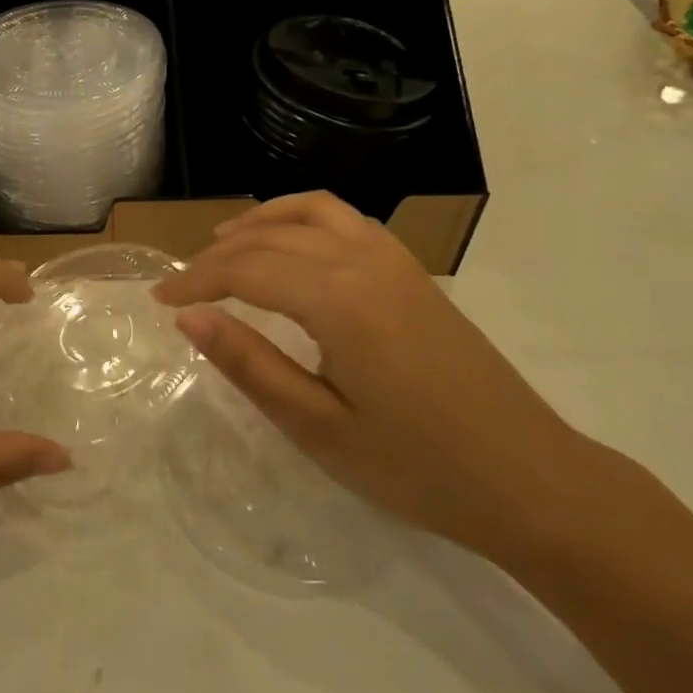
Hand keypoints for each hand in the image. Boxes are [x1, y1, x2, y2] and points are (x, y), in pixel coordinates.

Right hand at [153, 192, 597, 557]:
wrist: (533, 481)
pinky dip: (303, 219)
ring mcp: (394, 260)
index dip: (195, 282)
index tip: (160, 301)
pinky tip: (291, 249)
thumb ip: (250, 365)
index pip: (245, 269)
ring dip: (260, 222)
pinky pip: (346, 220)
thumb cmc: (419, 468)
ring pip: (311, 211)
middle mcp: (364, 261)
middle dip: (218, 256)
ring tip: (224, 245)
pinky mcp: (412, 271)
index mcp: (338, 300)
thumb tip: (189, 319)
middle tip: (183, 288)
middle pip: (271, 237)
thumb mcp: (319, 428)